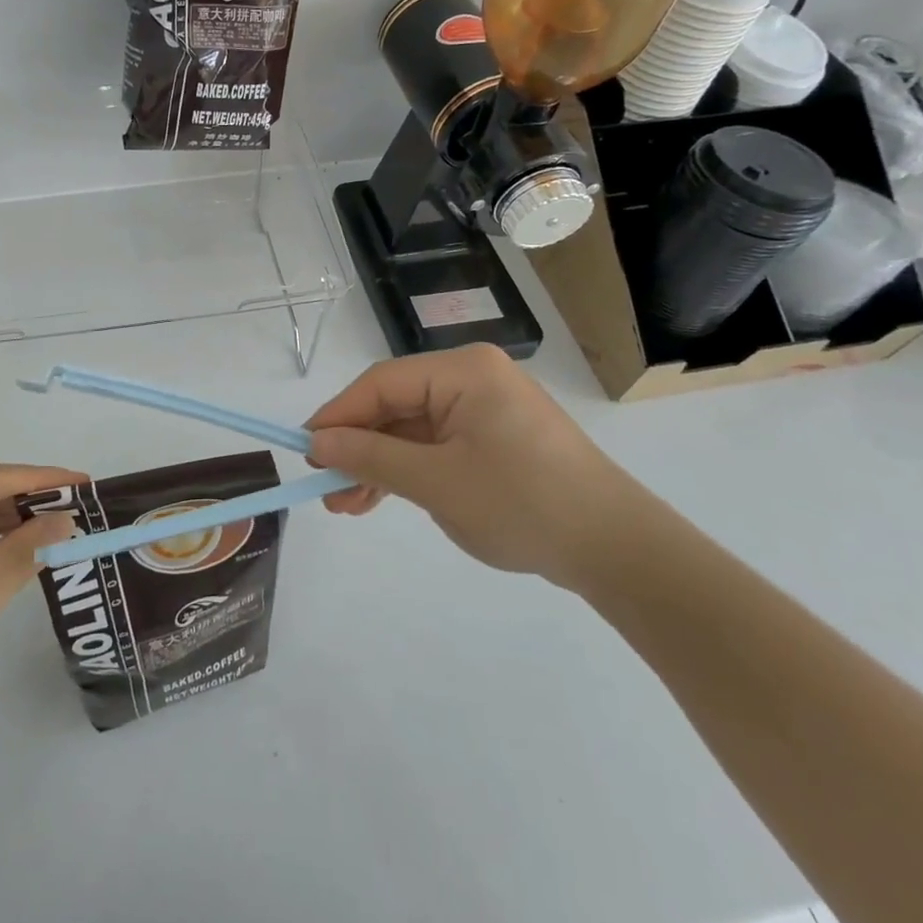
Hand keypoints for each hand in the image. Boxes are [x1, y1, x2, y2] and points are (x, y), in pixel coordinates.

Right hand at [305, 344, 633, 589]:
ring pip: (412, 430)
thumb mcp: (436, 482)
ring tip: (346, 506)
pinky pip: (437, 446)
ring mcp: (486, 409)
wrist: (618, 551)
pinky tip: (381, 499)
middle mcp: (473, 379)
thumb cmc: (523, 504)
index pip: (381, 383)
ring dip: (379, 465)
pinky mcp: (495, 440)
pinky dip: (409, 471)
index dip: (338, 415)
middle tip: (325, 488)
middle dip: (358, 448)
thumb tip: (315, 442)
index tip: (304, 450)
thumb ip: (371, 457)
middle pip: (395, 405)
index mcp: (463, 371)